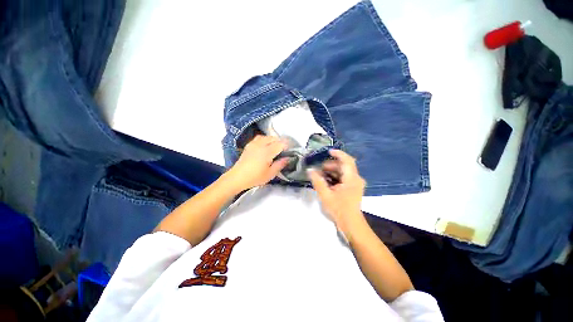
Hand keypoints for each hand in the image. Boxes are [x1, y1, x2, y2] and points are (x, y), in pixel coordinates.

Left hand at [226, 135, 288, 191]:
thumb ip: (280, 164)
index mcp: (267, 152)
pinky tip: (265, 146)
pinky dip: (265, 139)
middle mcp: (261, 144)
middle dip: (280, 142)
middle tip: (283, 150)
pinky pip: (259, 138)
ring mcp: (253, 144)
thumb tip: (288, 158)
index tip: (290, 151)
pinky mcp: (249, 145)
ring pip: (266, 137)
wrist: (237, 177)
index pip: (280, 144)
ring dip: (273, 140)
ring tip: (275, 146)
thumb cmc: (255, 177)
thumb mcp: (270, 174)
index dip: (287, 146)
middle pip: (274, 138)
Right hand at [309, 150, 365, 238]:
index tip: (327, 151)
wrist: (351, 224)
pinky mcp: (353, 187)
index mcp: (352, 178)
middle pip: (344, 165)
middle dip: (331, 164)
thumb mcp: (325, 195)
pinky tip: (326, 180)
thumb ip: (317, 181)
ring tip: (320, 174)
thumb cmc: (339, 210)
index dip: (338, 153)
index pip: (347, 160)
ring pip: (343, 171)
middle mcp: (356, 178)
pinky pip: (344, 177)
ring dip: (332, 170)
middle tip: (318, 168)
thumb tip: (310, 170)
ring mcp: (356, 183)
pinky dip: (335, 176)